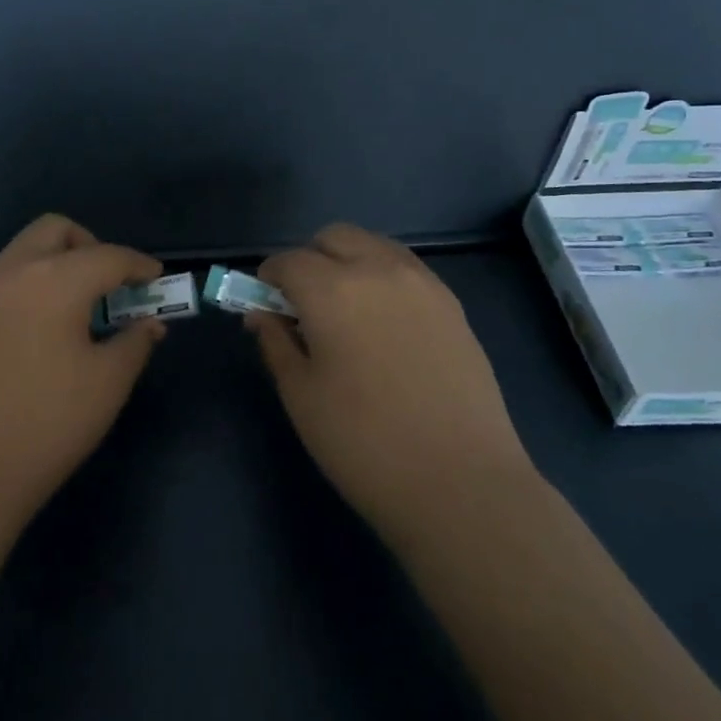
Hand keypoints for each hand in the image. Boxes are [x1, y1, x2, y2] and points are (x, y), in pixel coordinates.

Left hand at [0, 214, 165, 529]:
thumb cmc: (45, 426)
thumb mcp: (106, 385)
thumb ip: (134, 343)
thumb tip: (149, 324)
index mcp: (54, 280)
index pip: (108, 256)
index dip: (138, 264)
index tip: (155, 279)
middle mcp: (11, 272)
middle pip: (55, 231)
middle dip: (90, 246)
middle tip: (109, 285)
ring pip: (22, 252)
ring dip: (54, 263)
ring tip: (74, 310)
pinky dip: (27, 287)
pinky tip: (35, 332)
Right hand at [248, 223, 534, 552]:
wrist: (460, 483)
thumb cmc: (363, 443)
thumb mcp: (301, 395)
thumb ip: (275, 341)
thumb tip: (260, 313)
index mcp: (332, 290)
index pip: (287, 261)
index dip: (267, 280)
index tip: (264, 307)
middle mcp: (377, 270)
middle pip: (333, 237)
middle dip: (310, 260)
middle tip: (305, 307)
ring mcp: (422, 283)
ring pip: (373, 245)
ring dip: (348, 262)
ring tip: (346, 312)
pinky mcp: (452, 304)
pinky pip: (405, 268)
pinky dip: (382, 277)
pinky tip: (384, 324)